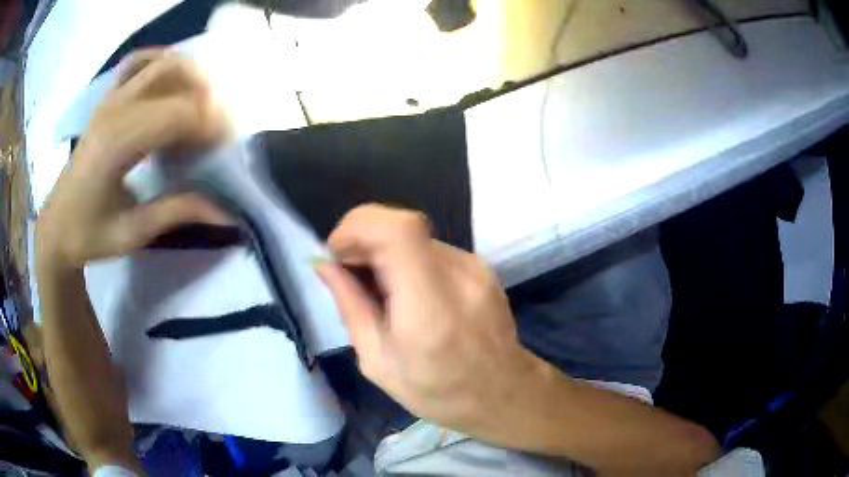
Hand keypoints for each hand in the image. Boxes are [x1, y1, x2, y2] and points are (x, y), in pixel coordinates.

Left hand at [36, 50, 230, 270]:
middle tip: (218, 129)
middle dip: (208, 99)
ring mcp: (111, 98)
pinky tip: (171, 79)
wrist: (56, 225)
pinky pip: (139, 62)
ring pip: (163, 62)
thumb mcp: (133, 233)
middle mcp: (116, 109)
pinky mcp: (107, 98)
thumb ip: (178, 212)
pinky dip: (161, 61)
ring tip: (202, 106)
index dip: (212, 125)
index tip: (226, 148)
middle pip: (178, 77)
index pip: (180, 113)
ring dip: (191, 76)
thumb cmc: (89, 235)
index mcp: (118, 142)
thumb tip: (228, 212)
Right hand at [315, 205, 549, 436]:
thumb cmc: (438, 391)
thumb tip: (325, 265)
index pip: (398, 230)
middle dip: (364, 242)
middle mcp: (458, 275)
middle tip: (351, 276)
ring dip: (387, 254)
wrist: (504, 393)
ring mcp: (475, 267)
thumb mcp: (379, 362)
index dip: (358, 226)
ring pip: (415, 239)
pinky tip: (410, 296)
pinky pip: (433, 251)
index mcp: (430, 306)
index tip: (337, 252)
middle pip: (402, 227)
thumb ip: (351, 307)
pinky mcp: (482, 267)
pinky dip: (410, 262)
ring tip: (382, 294)